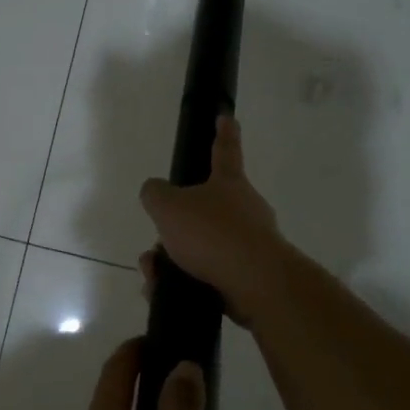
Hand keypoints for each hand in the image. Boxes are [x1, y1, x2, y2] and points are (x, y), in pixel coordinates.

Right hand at [139, 116, 289, 326]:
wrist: (255, 283)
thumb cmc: (212, 233)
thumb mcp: (168, 206)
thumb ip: (155, 194)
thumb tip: (155, 192)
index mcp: (229, 184)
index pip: (225, 151)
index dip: (223, 133)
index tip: (226, 117)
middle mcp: (244, 210)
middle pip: (203, 210)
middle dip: (175, 227)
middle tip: (156, 243)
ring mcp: (249, 245)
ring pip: (200, 247)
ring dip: (172, 259)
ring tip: (154, 273)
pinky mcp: (248, 277)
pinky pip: (206, 275)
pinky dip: (181, 282)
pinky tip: (163, 291)